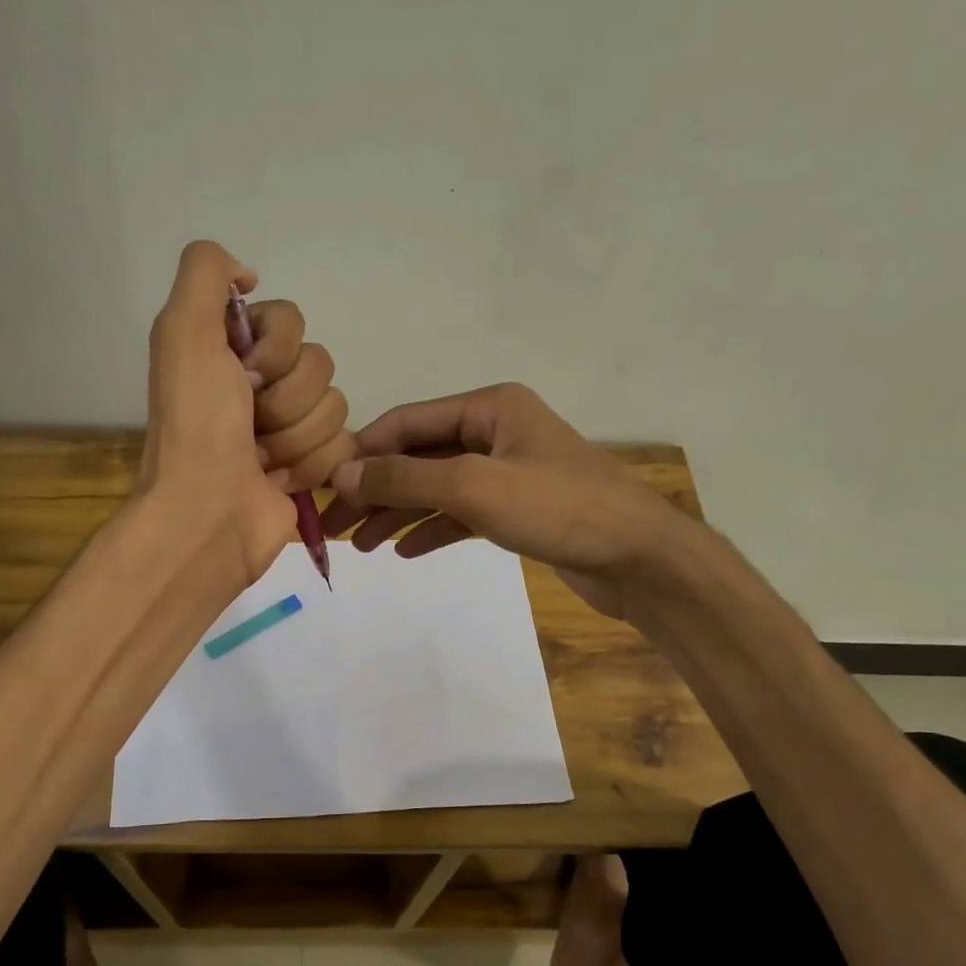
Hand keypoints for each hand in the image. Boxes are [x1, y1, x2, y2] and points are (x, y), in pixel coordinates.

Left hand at [141, 241, 349, 583]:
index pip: (292, 320)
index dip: (276, 349)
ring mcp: (289, 429)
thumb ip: (206, 272)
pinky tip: (279, 483)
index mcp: (232, 349)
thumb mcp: (183, 331)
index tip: (242, 377)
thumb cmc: (196, 427)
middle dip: (286, 401)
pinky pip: (344, 447)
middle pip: (319, 364)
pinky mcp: (312, 468)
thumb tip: (248, 275)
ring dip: (295, 439)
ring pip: (335, 407)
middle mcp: (262, 384)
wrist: (207, 514)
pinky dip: (311, 468)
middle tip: (249, 426)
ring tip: (260, 462)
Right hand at [320, 383, 683, 620]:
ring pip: (437, 489)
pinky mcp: (518, 510)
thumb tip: (343, 473)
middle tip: (335, 528)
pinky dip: (433, 530)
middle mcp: (496, 432)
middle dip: (377, 490)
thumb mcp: (474, 487)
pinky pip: (462, 515)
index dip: (363, 452)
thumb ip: (406, 477)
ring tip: (362, 547)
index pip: (407, 423)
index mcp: (489, 407)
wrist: (639, 558)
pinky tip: (405, 552)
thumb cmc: (559, 508)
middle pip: (419, 457)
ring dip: (399, 515)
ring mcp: (507, 473)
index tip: (326, 488)